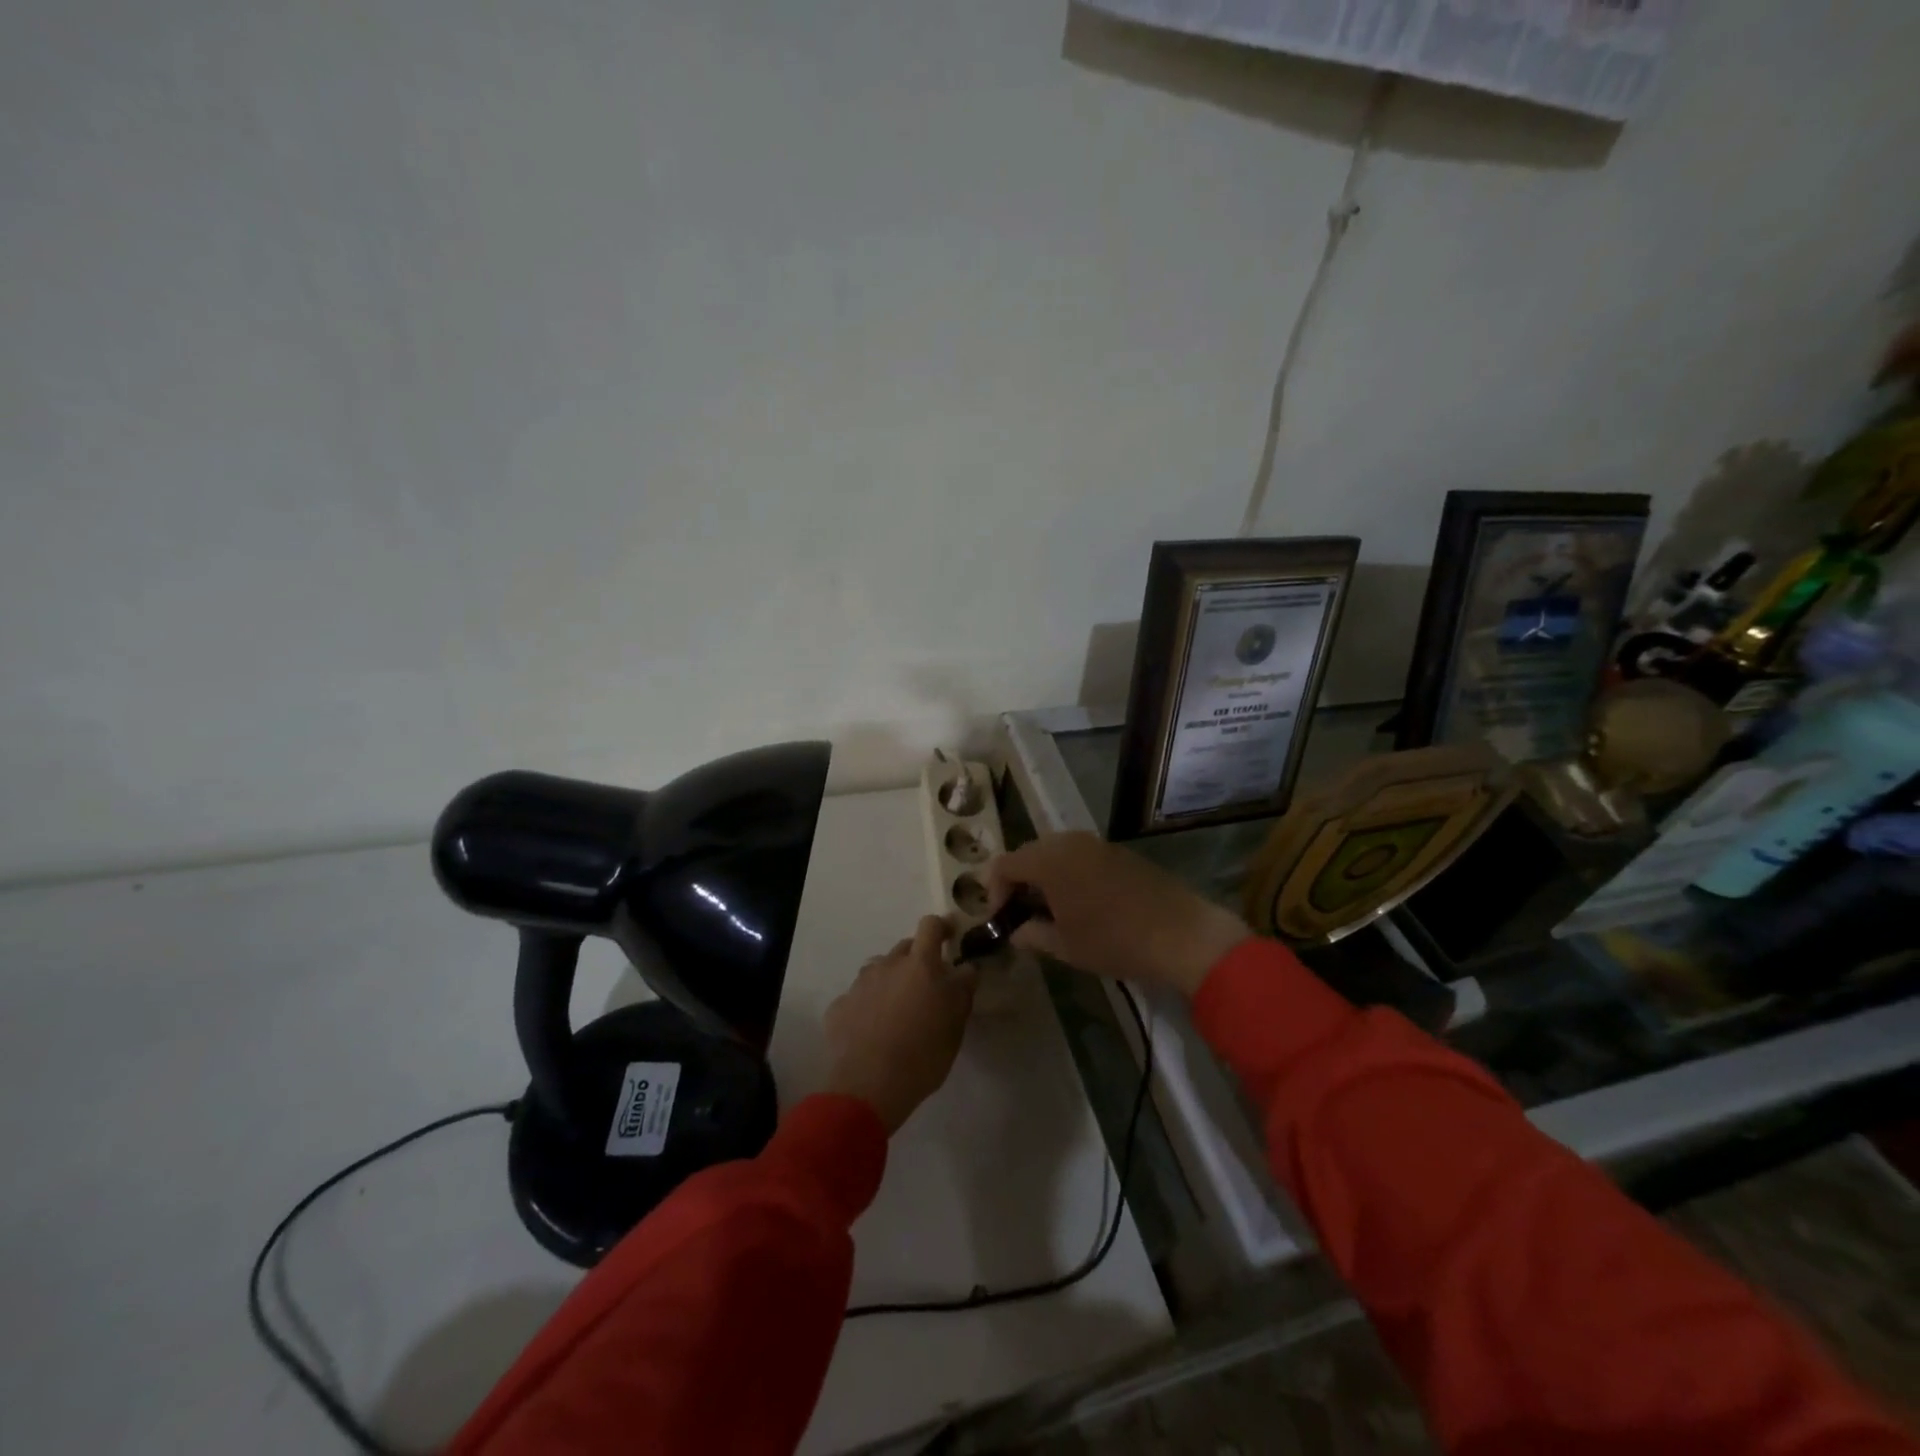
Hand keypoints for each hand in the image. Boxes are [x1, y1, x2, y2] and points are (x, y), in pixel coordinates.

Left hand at [823, 916, 975, 1133]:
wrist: (868, 1086)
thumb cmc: (922, 1054)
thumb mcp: (956, 1024)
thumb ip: (962, 990)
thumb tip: (967, 968)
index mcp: (920, 965)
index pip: (930, 926)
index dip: (942, 927)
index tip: (950, 936)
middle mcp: (887, 965)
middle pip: (904, 948)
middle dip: (917, 960)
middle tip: (926, 987)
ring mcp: (860, 984)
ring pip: (879, 970)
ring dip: (891, 981)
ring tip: (897, 1010)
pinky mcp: (839, 1006)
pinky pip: (858, 996)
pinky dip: (867, 1005)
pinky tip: (871, 1030)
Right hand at [985, 832, 1249, 995]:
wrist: (1181, 933)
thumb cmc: (1114, 941)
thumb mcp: (1065, 946)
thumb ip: (1032, 934)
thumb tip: (1015, 931)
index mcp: (1049, 861)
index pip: (1004, 864)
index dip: (995, 891)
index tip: (1003, 919)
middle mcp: (1069, 842)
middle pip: (1029, 853)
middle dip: (1019, 882)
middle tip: (1023, 915)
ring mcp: (1097, 843)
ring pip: (1055, 852)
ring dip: (1045, 876)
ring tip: (1052, 910)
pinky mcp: (1118, 851)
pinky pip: (1080, 855)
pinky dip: (1070, 873)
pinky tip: (1083, 903)